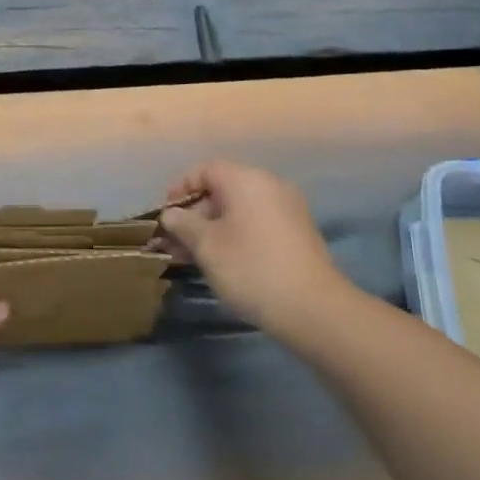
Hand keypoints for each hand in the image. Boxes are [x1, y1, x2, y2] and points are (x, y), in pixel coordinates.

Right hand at [153, 161, 348, 338]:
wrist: (313, 309)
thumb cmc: (251, 268)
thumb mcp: (207, 246)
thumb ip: (183, 224)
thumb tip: (171, 214)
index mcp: (246, 179)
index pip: (204, 170)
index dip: (180, 188)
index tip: (165, 215)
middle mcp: (269, 185)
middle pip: (222, 190)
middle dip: (195, 215)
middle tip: (175, 244)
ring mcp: (287, 209)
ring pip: (239, 210)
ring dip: (213, 229)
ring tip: (192, 258)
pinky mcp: (298, 233)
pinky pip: (257, 223)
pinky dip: (236, 235)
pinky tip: (223, 262)